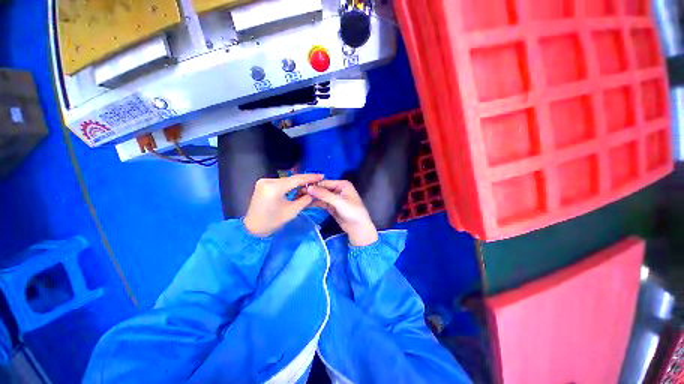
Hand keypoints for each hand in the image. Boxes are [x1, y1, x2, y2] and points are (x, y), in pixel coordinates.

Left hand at [244, 174, 323, 236]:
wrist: (253, 228)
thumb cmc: (273, 222)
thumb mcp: (292, 211)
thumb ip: (305, 200)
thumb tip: (313, 192)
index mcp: (274, 188)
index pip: (296, 179)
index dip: (310, 177)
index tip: (321, 175)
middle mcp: (268, 181)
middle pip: (291, 179)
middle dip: (305, 180)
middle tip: (318, 179)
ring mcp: (264, 181)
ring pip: (286, 180)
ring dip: (298, 182)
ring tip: (311, 183)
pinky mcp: (263, 184)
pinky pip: (281, 183)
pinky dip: (290, 185)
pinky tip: (299, 186)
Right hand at [306, 180, 378, 246]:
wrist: (358, 228)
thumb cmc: (352, 211)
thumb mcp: (338, 202)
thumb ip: (324, 194)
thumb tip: (309, 187)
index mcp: (342, 184)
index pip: (325, 182)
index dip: (314, 185)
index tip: (301, 187)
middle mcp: (338, 189)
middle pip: (322, 188)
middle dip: (312, 191)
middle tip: (298, 193)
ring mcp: (334, 198)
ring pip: (321, 196)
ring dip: (312, 197)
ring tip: (299, 198)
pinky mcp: (331, 206)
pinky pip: (321, 203)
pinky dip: (315, 203)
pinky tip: (305, 204)